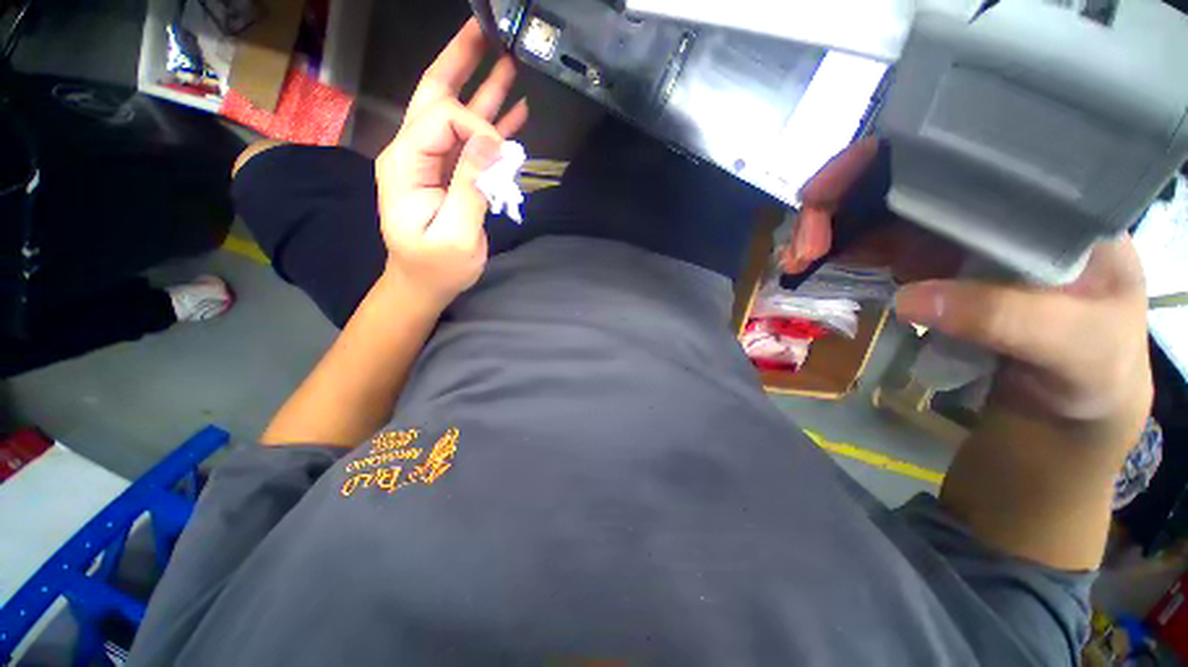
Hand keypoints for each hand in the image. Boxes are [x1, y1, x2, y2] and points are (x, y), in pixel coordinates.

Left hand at [375, 20, 529, 307]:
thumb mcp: (455, 234)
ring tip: (508, 63)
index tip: (503, 155)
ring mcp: (431, 163)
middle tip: (485, 31)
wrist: (423, 284)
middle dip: (460, 63)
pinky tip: (513, 112)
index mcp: (406, 163)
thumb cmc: (436, 267)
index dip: (477, 125)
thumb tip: (492, 144)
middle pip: (435, 96)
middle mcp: (414, 153)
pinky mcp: (449, 174)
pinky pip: (470, 143)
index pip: (442, 118)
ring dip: (481, 90)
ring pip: (455, 115)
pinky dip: (491, 126)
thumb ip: (470, 187)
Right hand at [791, 141, 1151, 451]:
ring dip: (824, 231)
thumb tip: (910, 299)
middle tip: (801, 245)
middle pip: (893, 179)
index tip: (825, 191)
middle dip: (834, 203)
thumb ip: (1008, 317)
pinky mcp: (923, 264)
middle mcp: (985, 201)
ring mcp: (949, 233)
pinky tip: (811, 266)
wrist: (1071, 396)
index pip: (950, 149)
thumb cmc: (1095, 363)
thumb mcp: (1075, 342)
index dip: (878, 158)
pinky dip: (835, 253)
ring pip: (872, 213)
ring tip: (795, 261)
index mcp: (1033, 194)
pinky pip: (869, 247)